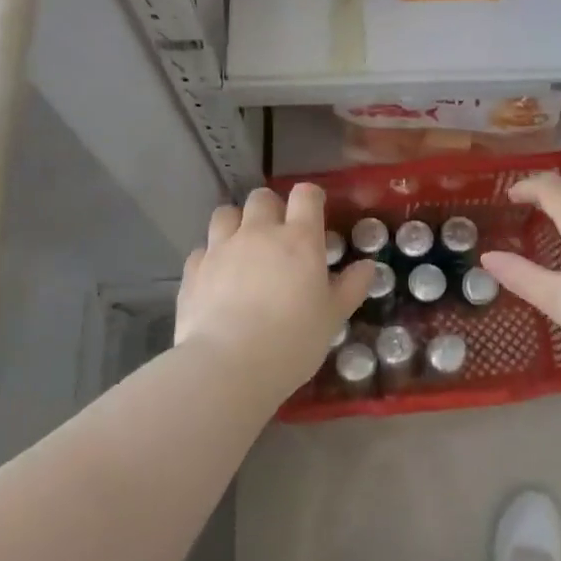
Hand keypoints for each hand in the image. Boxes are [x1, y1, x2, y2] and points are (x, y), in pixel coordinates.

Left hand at [176, 184, 374, 392]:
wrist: (228, 365)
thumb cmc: (292, 340)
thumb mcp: (333, 317)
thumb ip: (351, 287)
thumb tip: (367, 266)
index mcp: (299, 239)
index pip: (305, 195)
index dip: (311, 198)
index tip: (315, 211)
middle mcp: (258, 233)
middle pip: (262, 198)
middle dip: (271, 208)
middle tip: (278, 234)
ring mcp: (221, 248)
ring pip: (226, 214)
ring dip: (236, 223)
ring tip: (243, 247)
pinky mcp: (193, 269)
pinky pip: (203, 249)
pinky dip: (212, 256)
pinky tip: (217, 277)